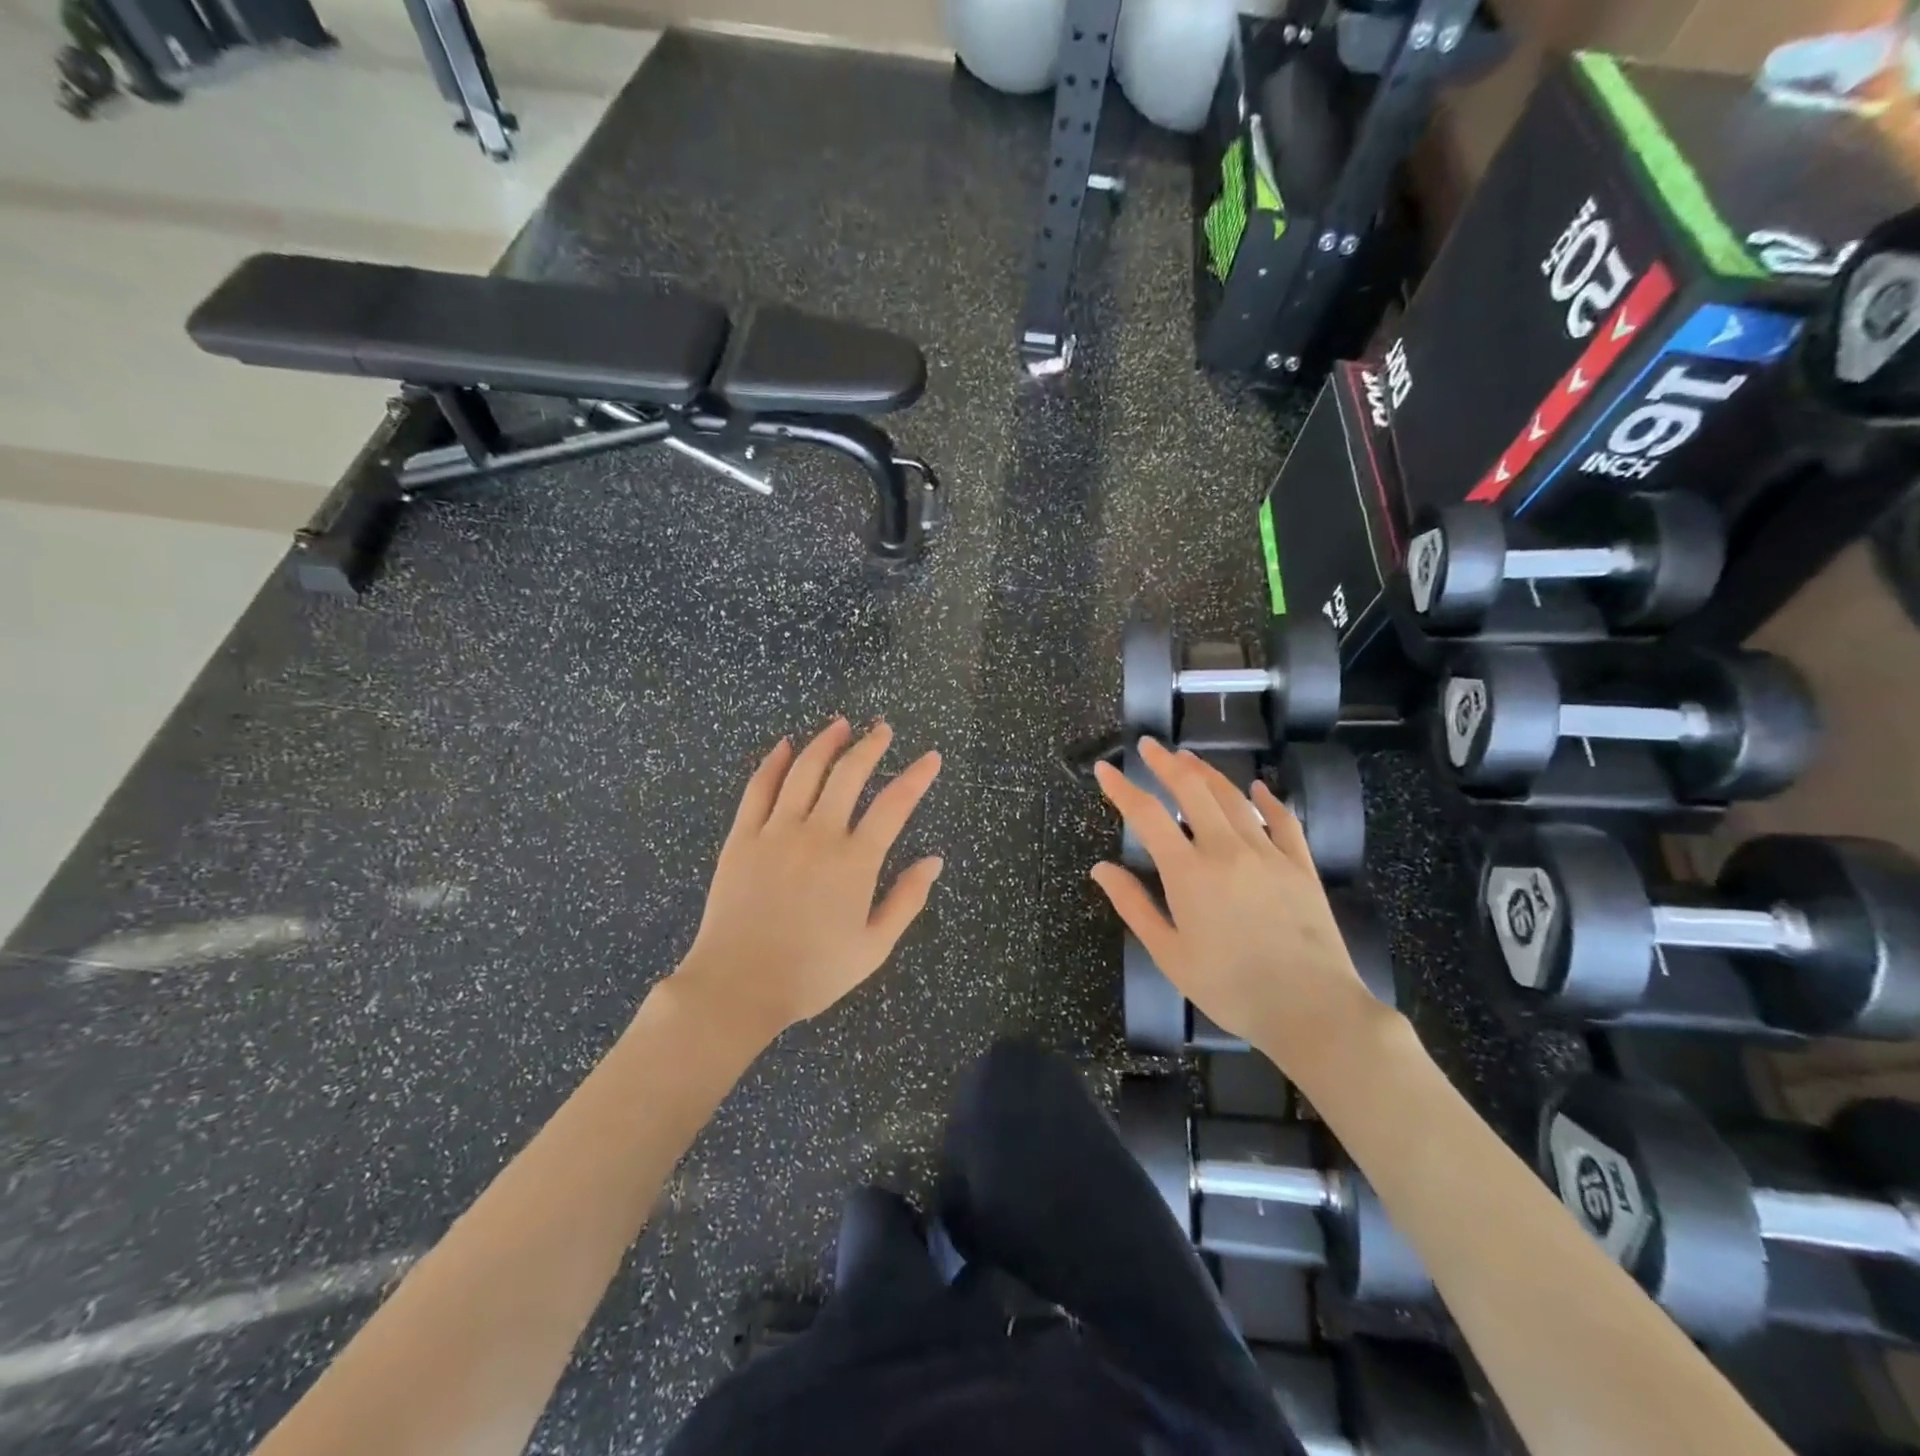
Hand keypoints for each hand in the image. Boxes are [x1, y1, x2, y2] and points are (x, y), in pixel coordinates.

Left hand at [672, 718, 942, 1045]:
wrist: (738, 986)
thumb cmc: (812, 973)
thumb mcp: (873, 948)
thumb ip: (907, 900)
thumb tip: (934, 861)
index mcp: (855, 862)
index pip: (894, 805)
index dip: (917, 777)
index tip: (931, 758)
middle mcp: (818, 834)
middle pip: (849, 774)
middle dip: (870, 746)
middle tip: (882, 729)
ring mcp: (776, 832)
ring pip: (804, 771)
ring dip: (825, 743)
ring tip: (840, 725)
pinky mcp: (742, 837)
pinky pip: (758, 789)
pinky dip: (773, 763)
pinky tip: (784, 747)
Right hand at [1090, 738, 1381, 1061]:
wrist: (1311, 1008)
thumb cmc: (1230, 988)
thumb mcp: (1169, 954)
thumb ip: (1133, 906)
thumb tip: (1100, 869)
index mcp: (1188, 872)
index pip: (1147, 815)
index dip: (1122, 788)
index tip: (1105, 769)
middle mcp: (1226, 850)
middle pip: (1192, 791)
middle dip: (1166, 763)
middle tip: (1149, 745)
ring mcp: (1268, 854)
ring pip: (1234, 798)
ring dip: (1208, 772)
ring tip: (1189, 757)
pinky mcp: (1301, 866)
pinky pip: (1283, 821)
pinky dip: (1268, 800)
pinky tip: (1258, 788)